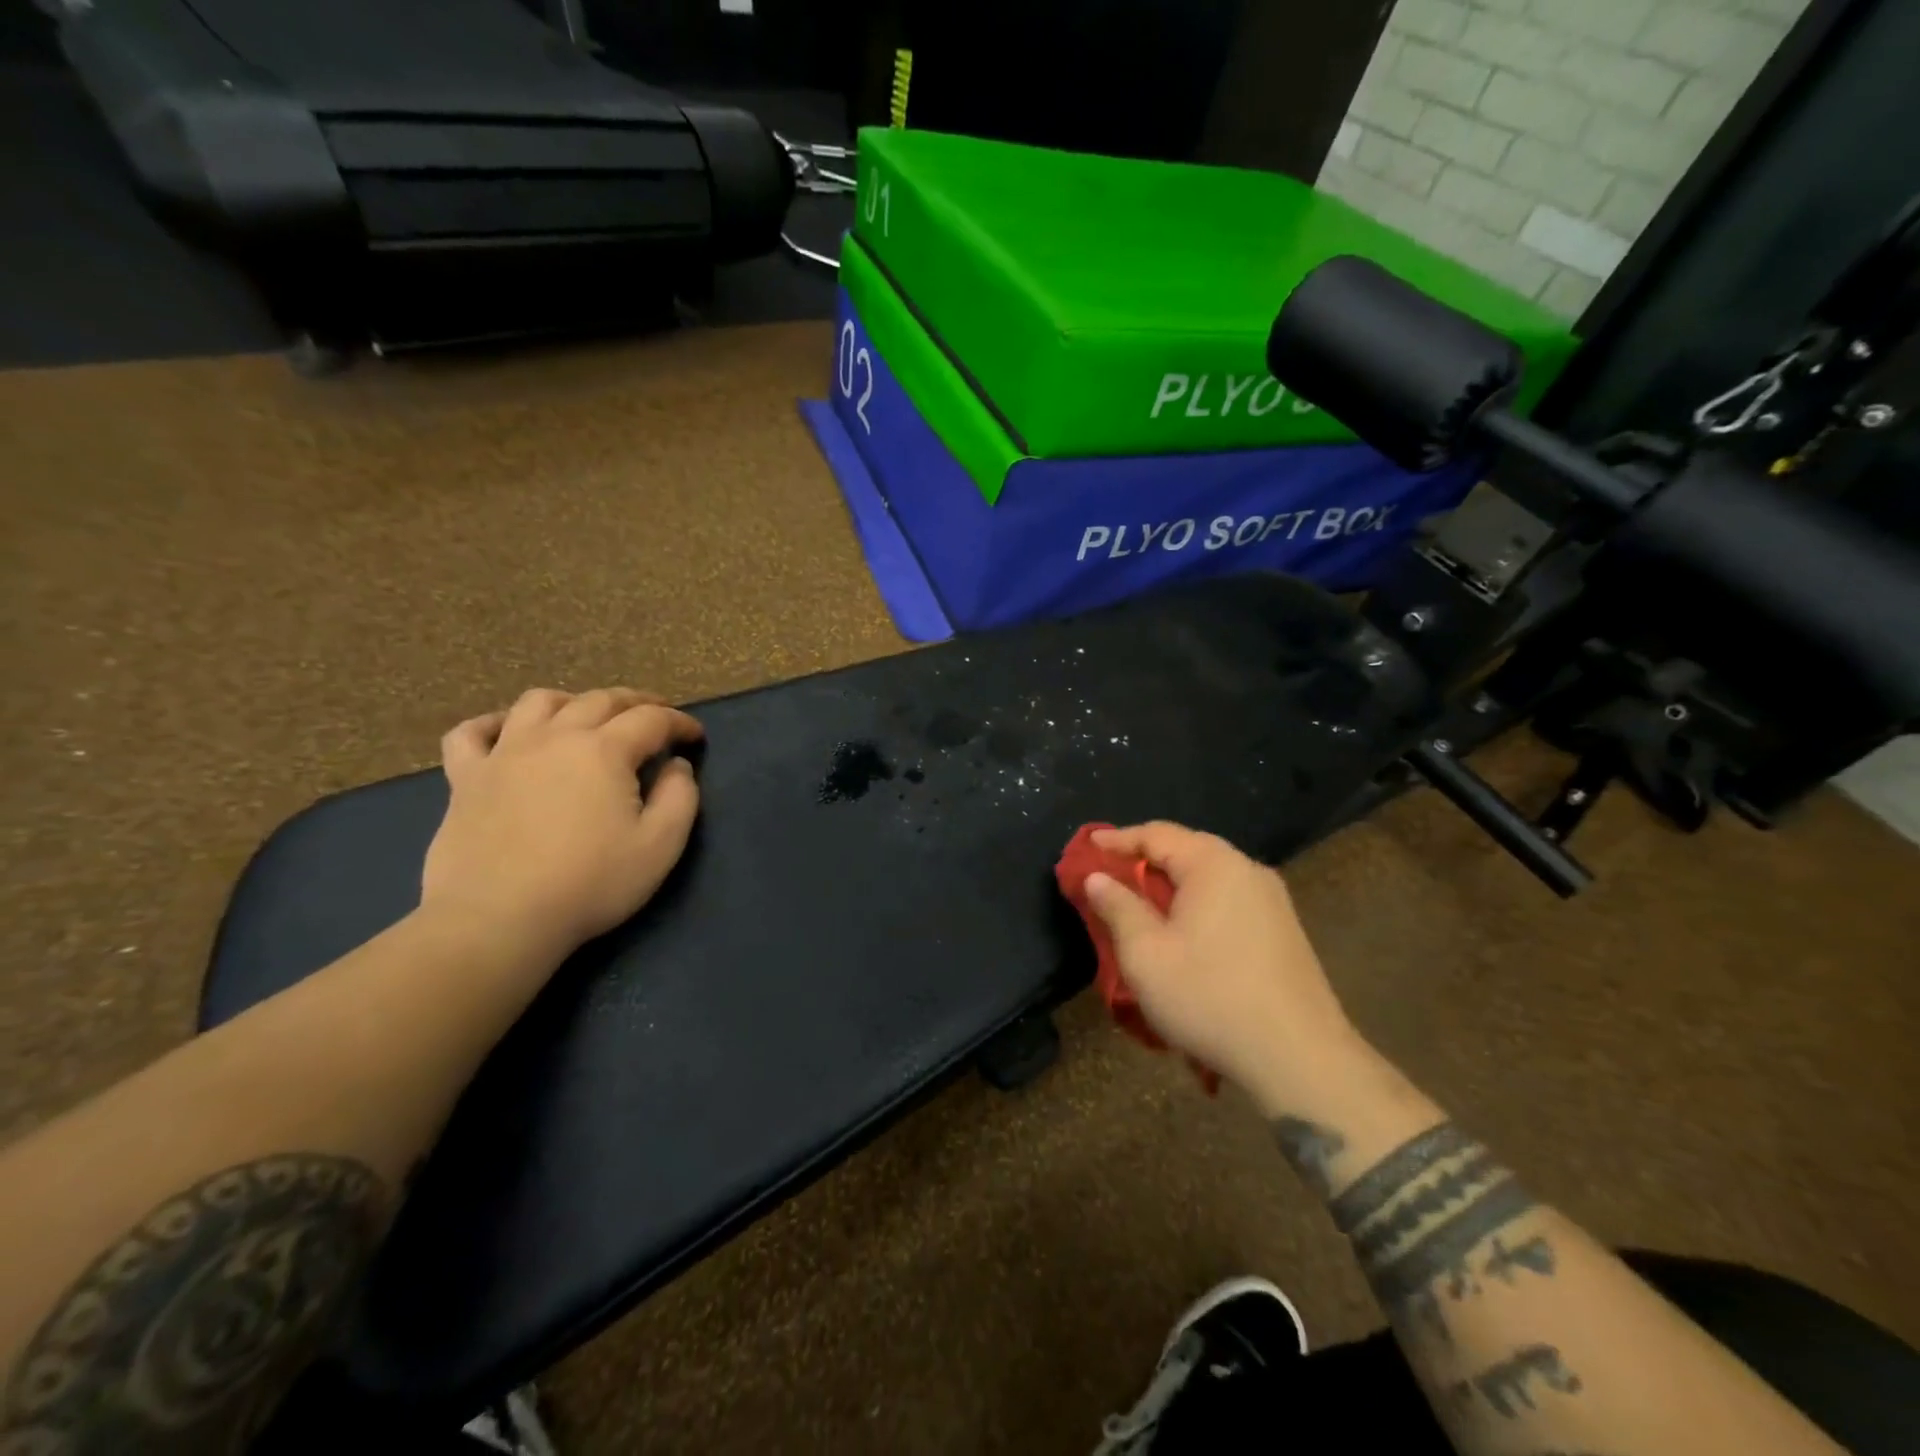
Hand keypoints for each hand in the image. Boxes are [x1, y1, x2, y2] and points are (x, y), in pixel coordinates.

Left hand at [421, 688, 704, 958]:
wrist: (498, 919)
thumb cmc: (590, 883)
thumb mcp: (660, 846)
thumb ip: (680, 797)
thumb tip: (677, 766)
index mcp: (605, 750)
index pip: (652, 719)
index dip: (680, 723)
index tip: (695, 738)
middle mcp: (555, 737)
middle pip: (600, 700)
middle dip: (636, 703)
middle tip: (656, 717)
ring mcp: (504, 753)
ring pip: (539, 702)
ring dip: (572, 701)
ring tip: (586, 717)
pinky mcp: (466, 778)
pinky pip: (470, 733)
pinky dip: (492, 723)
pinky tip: (506, 733)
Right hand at [1084, 822, 1362, 1103]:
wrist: (1299, 1060)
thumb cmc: (1209, 997)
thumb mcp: (1145, 954)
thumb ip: (1118, 907)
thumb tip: (1097, 877)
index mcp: (1214, 865)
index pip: (1157, 834)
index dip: (1117, 840)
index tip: (1087, 848)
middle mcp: (1247, 871)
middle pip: (1187, 850)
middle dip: (1145, 861)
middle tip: (1111, 876)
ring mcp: (1273, 901)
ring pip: (1210, 878)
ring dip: (1172, 886)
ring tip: (1143, 906)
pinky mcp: (1285, 931)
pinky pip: (1230, 901)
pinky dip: (1198, 905)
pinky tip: (1185, 934)